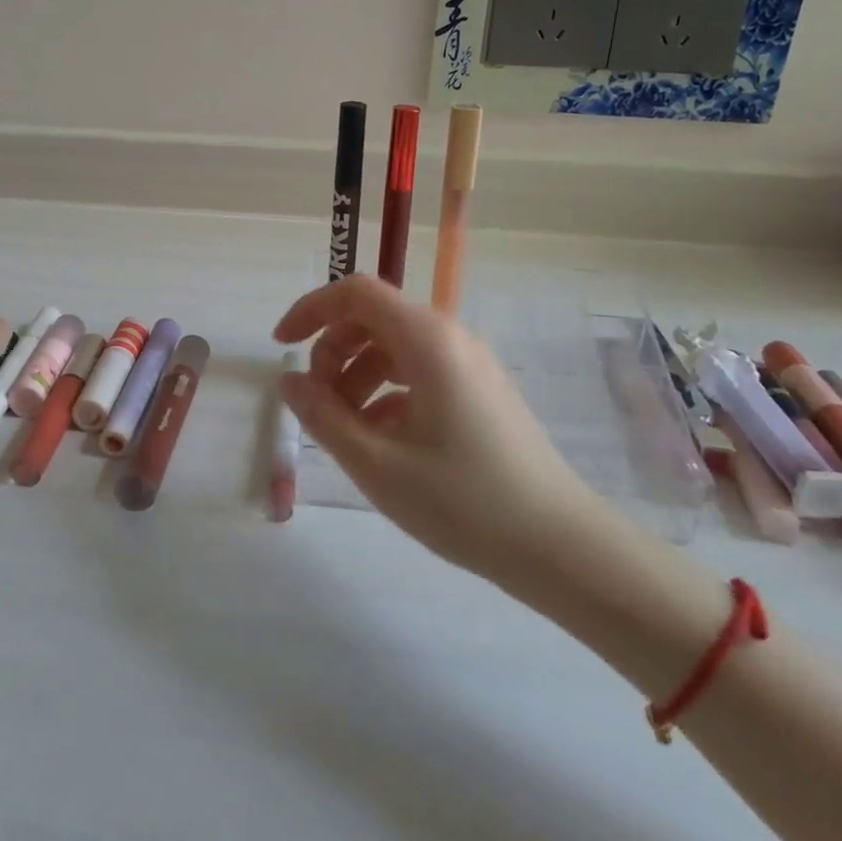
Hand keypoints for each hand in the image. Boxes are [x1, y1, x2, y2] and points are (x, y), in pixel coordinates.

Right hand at [274, 275, 625, 595]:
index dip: (310, 310)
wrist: (561, 547)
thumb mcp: (377, 464)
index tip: (280, 347)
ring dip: (357, 376)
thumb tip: (290, 383)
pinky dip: (388, 394)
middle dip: (333, 351)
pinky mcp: (481, 391)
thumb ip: (324, 417)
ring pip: (395, 348)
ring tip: (345, 430)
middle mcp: (451, 338)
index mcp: (427, 340)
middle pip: (374, 318)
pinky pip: (420, 373)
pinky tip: (381, 442)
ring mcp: (470, 364)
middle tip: (317, 402)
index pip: (356, 293)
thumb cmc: (463, 501)